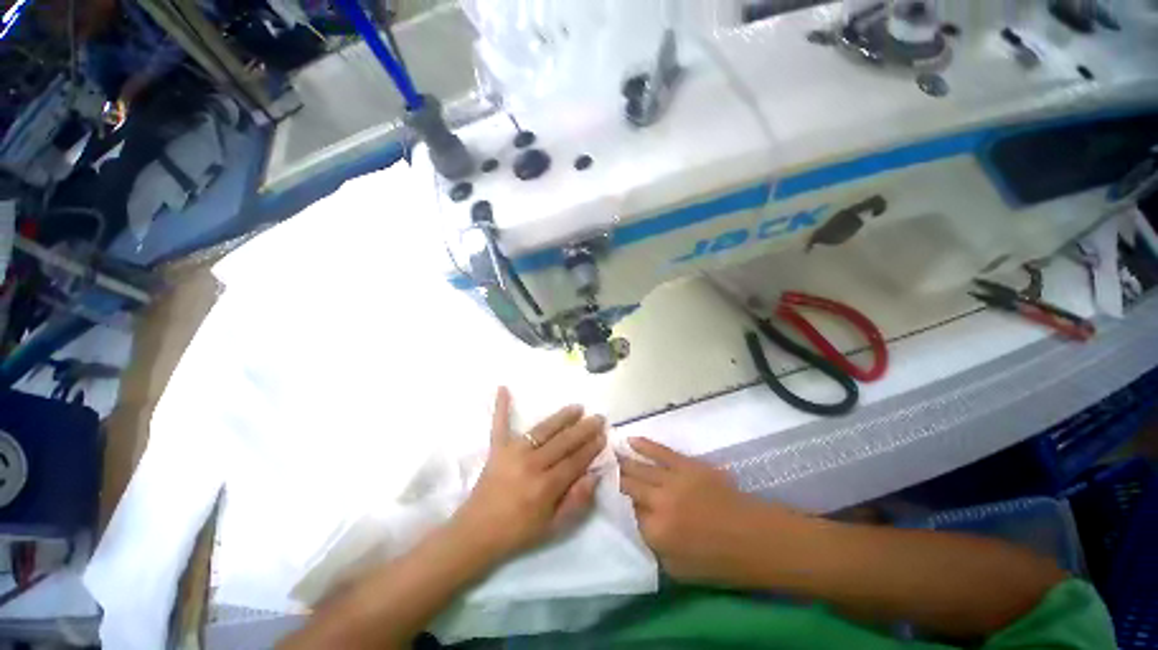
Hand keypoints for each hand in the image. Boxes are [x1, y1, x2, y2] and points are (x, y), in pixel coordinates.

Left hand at [452, 387, 606, 561]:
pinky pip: (499, 424)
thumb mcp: (553, 527)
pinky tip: (502, 388)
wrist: (477, 533)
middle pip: (563, 442)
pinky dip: (501, 407)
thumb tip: (595, 475)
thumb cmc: (518, 532)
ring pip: (543, 429)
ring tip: (577, 407)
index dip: (591, 447)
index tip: (604, 436)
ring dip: (562, 417)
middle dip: (584, 429)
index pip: (575, 461)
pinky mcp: (497, 449)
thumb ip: (576, 501)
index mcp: (545, 486)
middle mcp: (531, 464)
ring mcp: (512, 453)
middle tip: (598, 418)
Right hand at [619, 437, 799, 586]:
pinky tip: (631, 439)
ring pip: (640, 467)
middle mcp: (659, 503)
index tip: (613, 497)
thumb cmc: (719, 561)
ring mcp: (672, 480)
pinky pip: (660, 451)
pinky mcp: (686, 465)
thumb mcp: (678, 570)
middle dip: (615, 478)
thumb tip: (640, 521)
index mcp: (655, 532)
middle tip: (602, 468)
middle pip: (629, 486)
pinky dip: (644, 445)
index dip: (622, 505)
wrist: (754, 538)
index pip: (629, 513)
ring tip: (610, 453)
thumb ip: (652, 545)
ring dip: (623, 460)